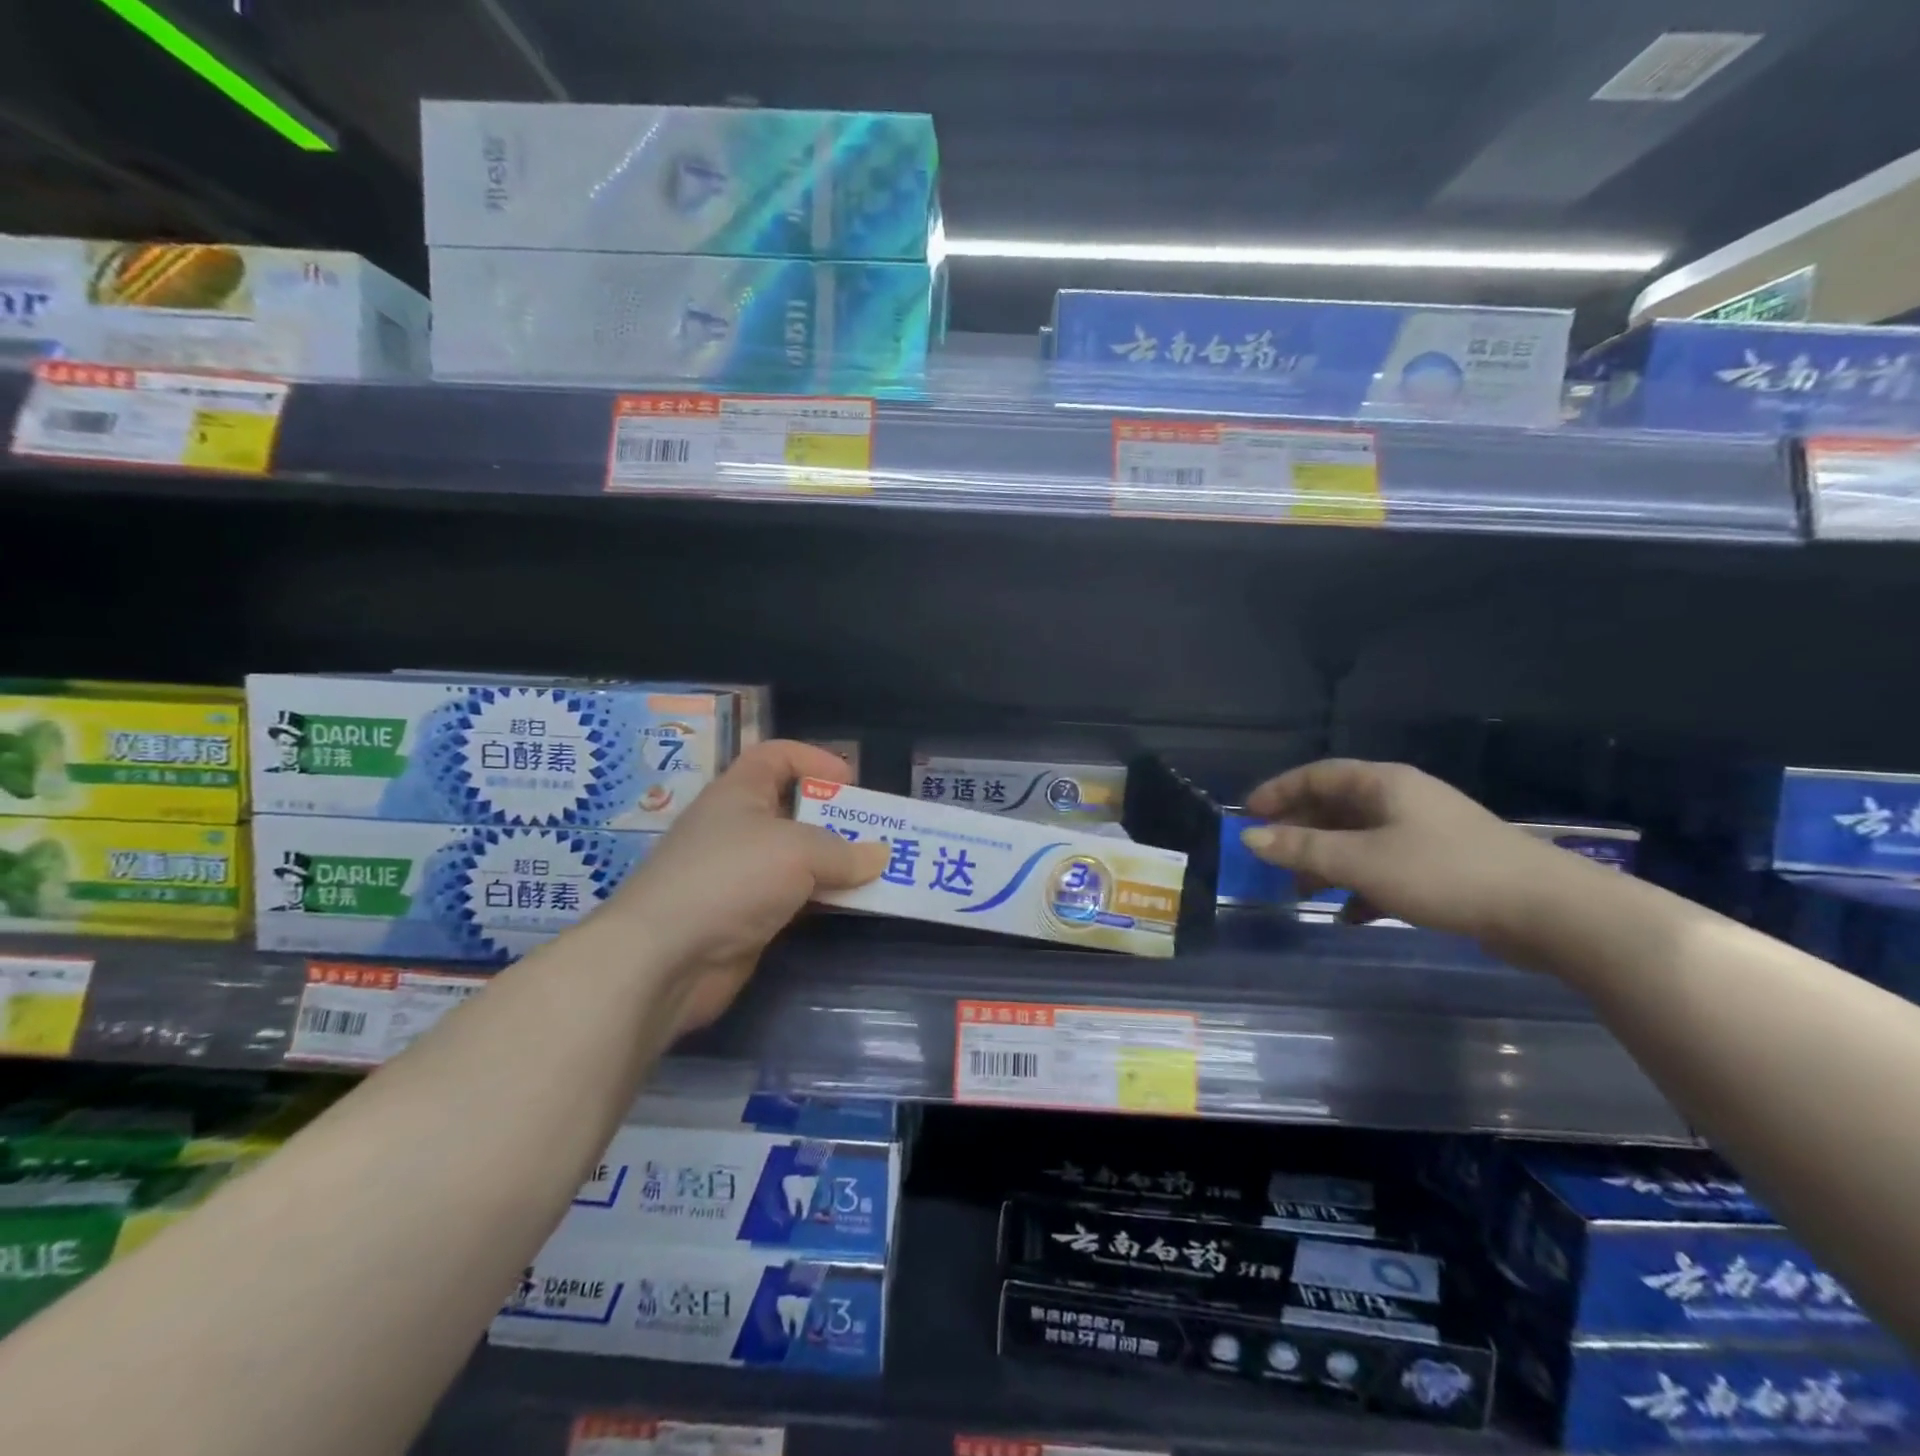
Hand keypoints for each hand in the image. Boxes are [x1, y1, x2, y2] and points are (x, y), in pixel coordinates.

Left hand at [605, 740, 887, 1034]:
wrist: (664, 959)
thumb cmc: (730, 879)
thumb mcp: (797, 851)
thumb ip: (844, 851)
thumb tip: (880, 856)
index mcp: (738, 793)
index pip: (775, 757)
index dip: (813, 759)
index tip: (851, 781)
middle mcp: (737, 829)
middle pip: (793, 810)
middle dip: (837, 818)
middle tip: (878, 833)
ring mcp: (740, 876)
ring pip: (798, 860)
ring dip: (836, 864)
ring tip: (880, 871)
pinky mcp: (746, 918)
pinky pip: (795, 899)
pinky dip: (823, 899)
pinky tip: (853, 906)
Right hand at [1239, 759, 1580, 946]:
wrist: (1551, 912)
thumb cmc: (1445, 873)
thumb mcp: (1362, 861)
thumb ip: (1302, 849)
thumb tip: (1249, 838)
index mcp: (1384, 784)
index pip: (1317, 775)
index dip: (1278, 791)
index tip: (1247, 814)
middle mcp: (1402, 800)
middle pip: (1336, 807)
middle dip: (1299, 832)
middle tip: (1268, 857)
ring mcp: (1426, 833)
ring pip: (1360, 840)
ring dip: (1327, 863)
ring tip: (1302, 891)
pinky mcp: (1444, 866)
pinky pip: (1386, 867)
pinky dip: (1362, 886)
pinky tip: (1351, 915)